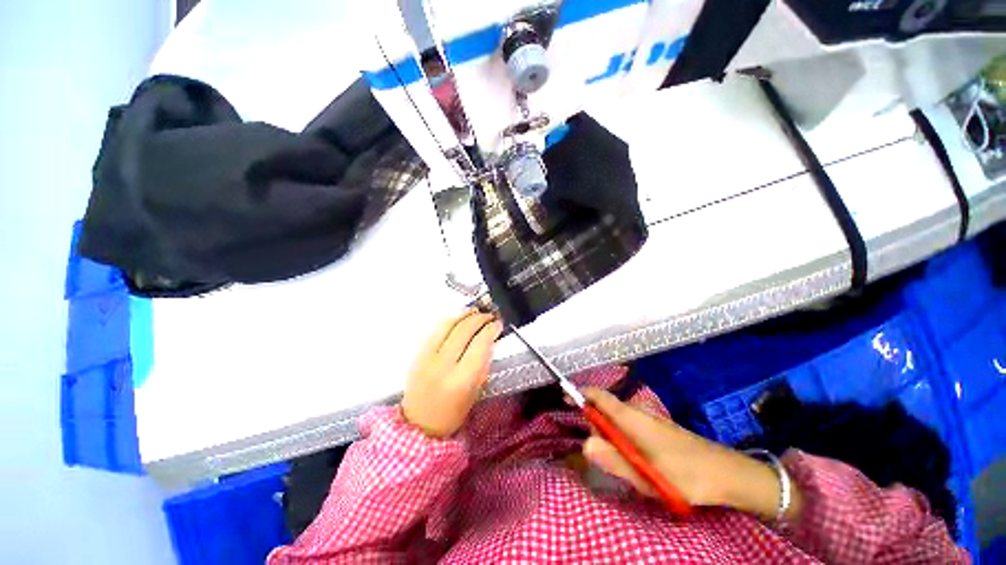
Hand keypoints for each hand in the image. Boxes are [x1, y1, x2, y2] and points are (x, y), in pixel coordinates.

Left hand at [401, 310, 503, 437]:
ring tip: (475, 311)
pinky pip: (435, 330)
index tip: (498, 324)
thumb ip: (483, 365)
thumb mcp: (475, 392)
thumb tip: (489, 341)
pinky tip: (458, 320)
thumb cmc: (452, 413)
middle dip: (480, 318)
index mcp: (461, 379)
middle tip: (489, 315)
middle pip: (464, 330)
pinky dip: (449, 321)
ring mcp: (427, 358)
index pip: (480, 344)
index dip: (491, 329)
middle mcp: (443, 365)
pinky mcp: (417, 354)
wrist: (418, 424)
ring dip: (464, 315)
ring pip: (448, 325)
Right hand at [581, 389, 800, 520]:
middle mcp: (637, 412)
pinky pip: (629, 427)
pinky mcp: (657, 429)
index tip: (564, 398)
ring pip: (617, 420)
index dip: (580, 394)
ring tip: (624, 466)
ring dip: (610, 437)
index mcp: (631, 417)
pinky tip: (635, 461)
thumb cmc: (685, 474)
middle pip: (604, 409)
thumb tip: (584, 445)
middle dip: (596, 427)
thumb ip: (613, 460)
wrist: (728, 474)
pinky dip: (621, 438)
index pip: (598, 396)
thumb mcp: (647, 475)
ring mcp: (648, 419)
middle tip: (604, 457)